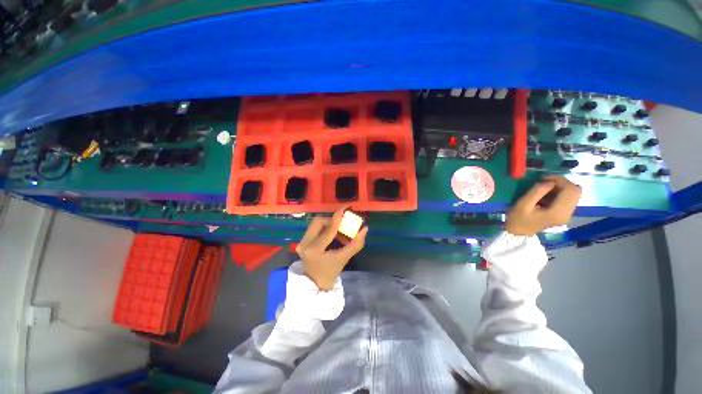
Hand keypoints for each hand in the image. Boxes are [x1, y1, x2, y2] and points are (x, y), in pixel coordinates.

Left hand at [296, 208, 367, 290]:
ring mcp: (301, 242)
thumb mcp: (344, 259)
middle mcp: (305, 243)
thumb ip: (355, 244)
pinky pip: (315, 228)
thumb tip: (364, 229)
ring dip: (329, 224)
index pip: (328, 229)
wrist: (315, 283)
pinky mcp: (302, 241)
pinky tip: (333, 236)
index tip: (346, 208)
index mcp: (314, 250)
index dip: (338, 217)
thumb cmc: (331, 272)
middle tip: (343, 225)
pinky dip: (325, 228)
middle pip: (319, 221)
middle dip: (332, 220)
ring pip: (316, 223)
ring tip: (340, 233)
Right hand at [505, 175, 581, 235]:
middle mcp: (567, 213)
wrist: (518, 232)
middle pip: (575, 191)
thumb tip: (549, 182)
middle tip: (545, 182)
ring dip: (560, 187)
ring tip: (544, 189)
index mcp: (558, 212)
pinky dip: (559, 193)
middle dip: (561, 182)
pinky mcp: (564, 213)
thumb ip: (537, 191)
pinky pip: (568, 198)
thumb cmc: (518, 218)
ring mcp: (567, 214)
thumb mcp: (523, 203)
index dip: (560, 180)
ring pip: (573, 193)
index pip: (570, 190)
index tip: (543, 178)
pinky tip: (546, 195)